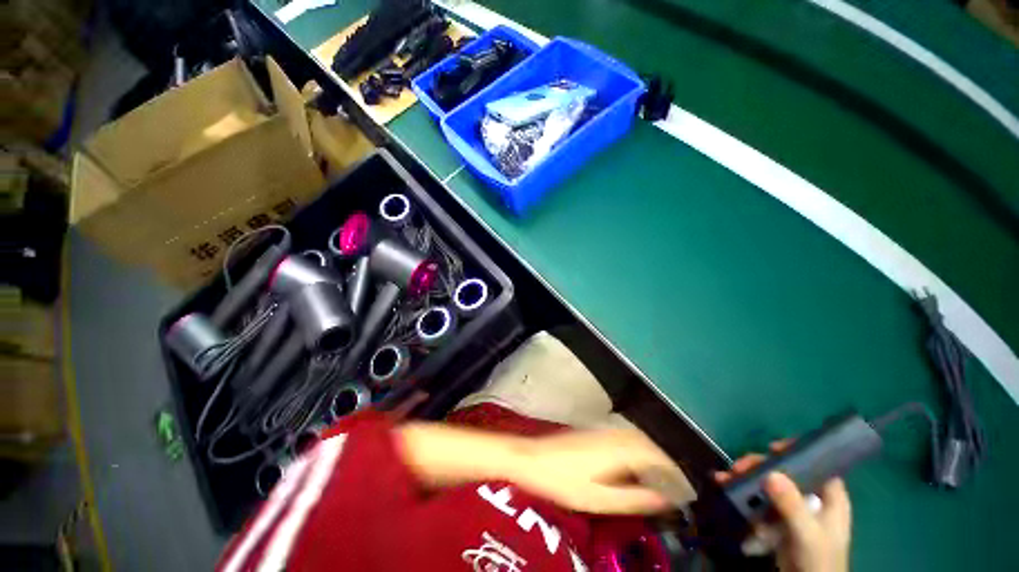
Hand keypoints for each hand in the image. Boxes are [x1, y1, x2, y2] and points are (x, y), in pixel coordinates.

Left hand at [509, 428, 688, 514]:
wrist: (533, 458)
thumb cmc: (564, 482)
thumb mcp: (600, 499)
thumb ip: (634, 498)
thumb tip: (665, 500)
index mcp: (619, 450)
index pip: (658, 456)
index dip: (677, 469)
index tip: (689, 484)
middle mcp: (614, 435)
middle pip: (650, 444)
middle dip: (668, 461)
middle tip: (679, 482)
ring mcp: (603, 431)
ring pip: (638, 439)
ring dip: (653, 454)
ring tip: (662, 476)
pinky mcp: (594, 433)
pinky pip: (625, 438)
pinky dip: (638, 450)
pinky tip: (635, 465)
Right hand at [714, 443, 850, 571]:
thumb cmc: (818, 560)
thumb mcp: (807, 534)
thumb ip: (792, 505)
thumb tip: (770, 473)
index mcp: (830, 498)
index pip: (817, 465)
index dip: (797, 452)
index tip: (771, 448)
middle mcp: (812, 500)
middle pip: (785, 473)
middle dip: (759, 468)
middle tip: (737, 467)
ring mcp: (794, 511)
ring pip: (769, 487)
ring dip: (746, 481)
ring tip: (724, 479)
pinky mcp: (779, 522)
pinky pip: (761, 503)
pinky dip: (745, 498)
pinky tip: (728, 493)